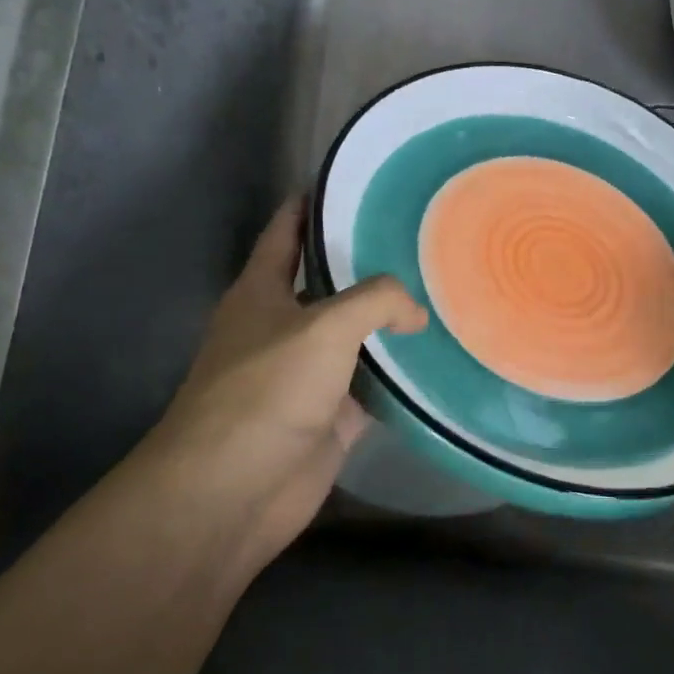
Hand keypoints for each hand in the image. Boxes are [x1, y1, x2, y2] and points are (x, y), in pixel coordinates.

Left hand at [146, 197, 425, 576]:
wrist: (232, 492)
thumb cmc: (265, 391)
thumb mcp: (322, 326)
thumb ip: (376, 301)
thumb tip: (415, 312)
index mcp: (261, 292)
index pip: (286, 231)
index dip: (312, 203)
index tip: (352, 181)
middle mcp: (282, 327)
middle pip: (329, 282)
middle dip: (368, 262)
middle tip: (422, 236)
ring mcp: (307, 374)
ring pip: (356, 335)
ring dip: (389, 320)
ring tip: (441, 288)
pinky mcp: (331, 416)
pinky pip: (374, 385)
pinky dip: (401, 374)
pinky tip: (437, 355)